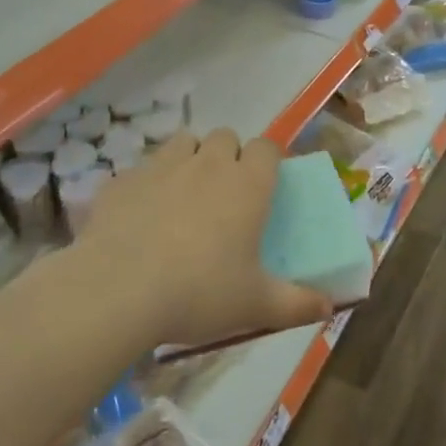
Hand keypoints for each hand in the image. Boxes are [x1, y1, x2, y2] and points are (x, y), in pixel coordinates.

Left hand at [80, 129, 331, 348]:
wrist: (117, 291)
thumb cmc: (199, 293)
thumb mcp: (254, 305)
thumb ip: (296, 304)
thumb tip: (328, 309)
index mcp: (247, 184)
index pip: (267, 147)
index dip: (267, 161)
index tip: (264, 186)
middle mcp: (208, 164)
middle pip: (225, 137)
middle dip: (228, 156)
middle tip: (224, 195)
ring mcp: (162, 166)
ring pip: (183, 142)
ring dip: (189, 158)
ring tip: (183, 195)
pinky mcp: (122, 180)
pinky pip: (141, 169)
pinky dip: (147, 183)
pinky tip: (140, 216)